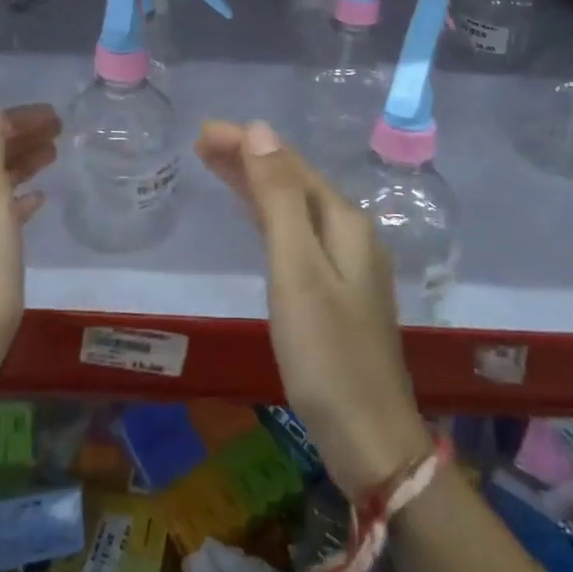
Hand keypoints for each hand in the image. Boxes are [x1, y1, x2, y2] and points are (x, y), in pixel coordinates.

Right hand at [196, 119, 430, 494]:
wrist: (370, 440)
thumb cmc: (327, 353)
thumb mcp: (297, 269)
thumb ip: (278, 198)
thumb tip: (261, 131)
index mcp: (343, 222)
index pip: (289, 165)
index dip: (248, 144)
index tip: (204, 132)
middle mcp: (349, 234)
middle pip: (293, 182)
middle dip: (249, 159)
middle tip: (202, 144)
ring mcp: (345, 265)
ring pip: (293, 208)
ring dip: (256, 185)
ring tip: (216, 166)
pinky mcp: (335, 293)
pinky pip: (295, 236)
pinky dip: (267, 217)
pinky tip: (255, 218)